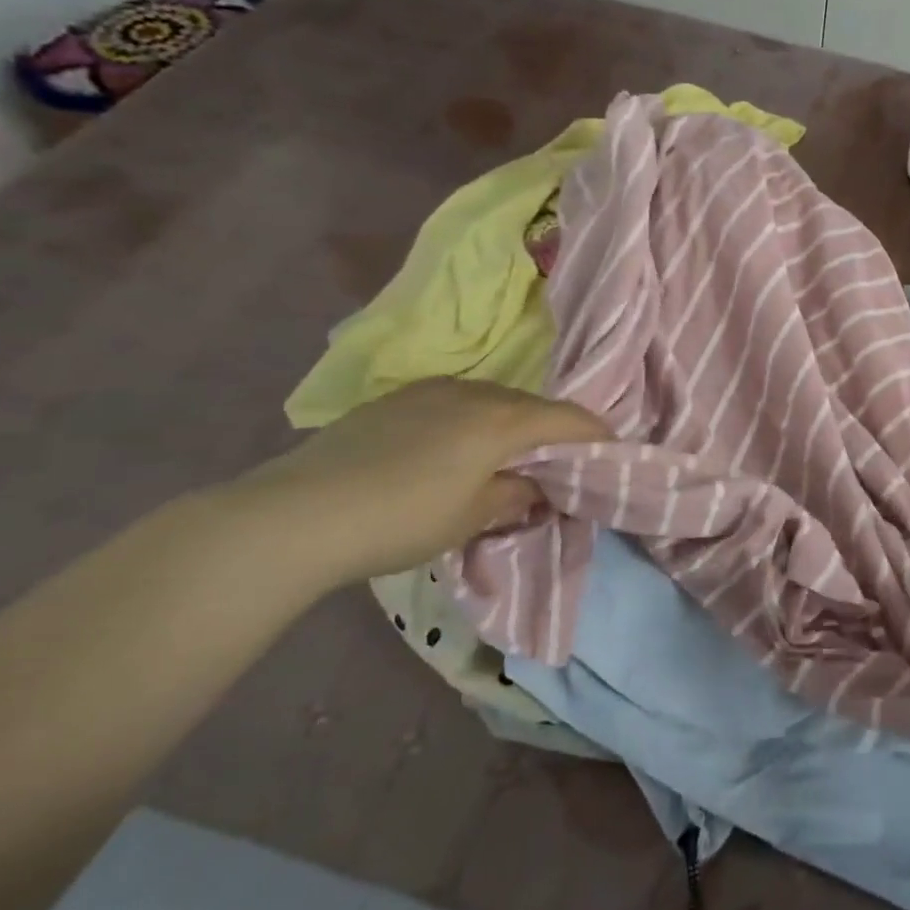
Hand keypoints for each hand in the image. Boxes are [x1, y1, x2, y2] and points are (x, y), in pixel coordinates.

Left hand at [229, 378, 609, 585]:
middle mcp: (473, 392)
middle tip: (558, 467)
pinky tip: (452, 453)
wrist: (296, 514)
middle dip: (552, 433)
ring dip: (510, 427)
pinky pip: (454, 404)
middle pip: (531, 406)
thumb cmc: (401, 519)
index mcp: (502, 419)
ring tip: (505, 461)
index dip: (597, 435)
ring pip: (492, 402)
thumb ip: (516, 495)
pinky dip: (471, 424)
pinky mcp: (394, 400)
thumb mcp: (472, 517)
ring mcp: (430, 390)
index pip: (568, 419)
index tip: (613, 453)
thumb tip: (535, 487)